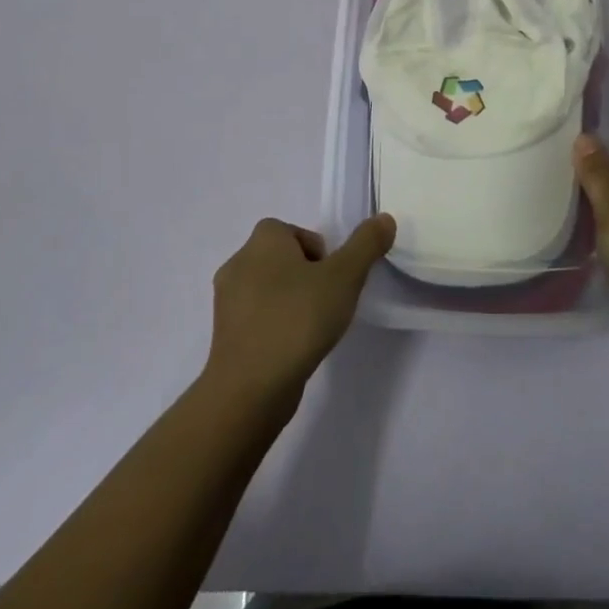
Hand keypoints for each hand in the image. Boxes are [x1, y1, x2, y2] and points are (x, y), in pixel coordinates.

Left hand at [204, 215, 395, 411]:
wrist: (250, 388)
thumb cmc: (298, 319)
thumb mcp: (344, 276)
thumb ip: (366, 244)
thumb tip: (384, 219)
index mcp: (262, 240)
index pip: (295, 232)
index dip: (319, 252)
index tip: (334, 280)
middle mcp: (238, 262)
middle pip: (283, 259)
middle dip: (307, 277)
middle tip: (328, 303)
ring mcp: (226, 301)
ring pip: (269, 290)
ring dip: (291, 303)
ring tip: (312, 330)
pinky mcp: (225, 335)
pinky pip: (257, 319)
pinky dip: (275, 327)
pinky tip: (292, 350)